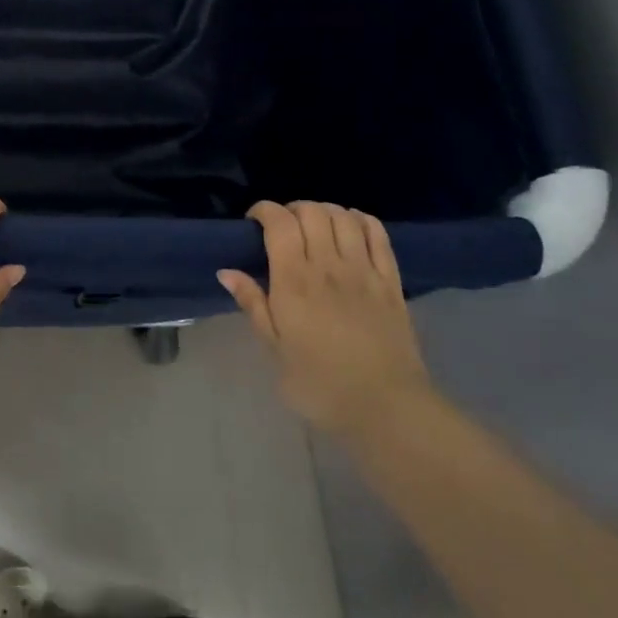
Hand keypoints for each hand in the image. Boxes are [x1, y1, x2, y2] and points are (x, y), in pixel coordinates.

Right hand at [219, 201, 434, 443]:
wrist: (385, 408)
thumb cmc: (319, 384)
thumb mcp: (275, 349)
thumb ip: (253, 304)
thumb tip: (226, 271)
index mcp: (294, 281)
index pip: (279, 223)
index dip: (264, 210)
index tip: (253, 221)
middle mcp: (329, 265)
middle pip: (312, 211)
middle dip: (292, 209)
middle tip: (283, 228)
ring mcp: (364, 270)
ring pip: (344, 217)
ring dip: (324, 211)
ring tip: (314, 226)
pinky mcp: (391, 281)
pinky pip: (377, 234)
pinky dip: (360, 220)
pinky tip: (351, 227)